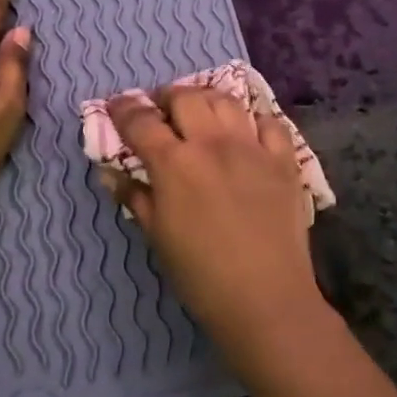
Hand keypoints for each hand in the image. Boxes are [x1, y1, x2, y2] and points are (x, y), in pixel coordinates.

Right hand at [105, 87, 322, 337]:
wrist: (265, 298)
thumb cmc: (201, 276)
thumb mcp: (157, 237)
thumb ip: (135, 196)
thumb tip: (111, 173)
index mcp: (175, 164)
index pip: (141, 121)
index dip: (124, 109)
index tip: (116, 106)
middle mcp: (213, 144)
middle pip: (185, 98)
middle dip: (165, 97)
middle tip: (160, 111)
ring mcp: (253, 147)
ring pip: (225, 100)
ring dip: (205, 100)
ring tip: (199, 112)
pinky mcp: (284, 160)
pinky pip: (270, 122)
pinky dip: (253, 118)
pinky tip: (246, 129)